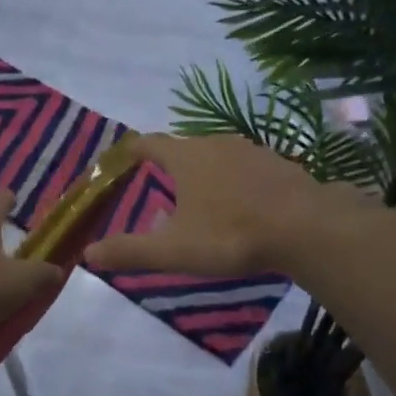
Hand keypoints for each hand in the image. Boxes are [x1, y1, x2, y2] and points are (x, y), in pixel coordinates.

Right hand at [86, 135, 341, 277]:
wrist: (306, 227)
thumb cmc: (230, 235)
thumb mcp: (174, 250)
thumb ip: (130, 251)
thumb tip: (88, 253)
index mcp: (185, 157)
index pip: (148, 143)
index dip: (131, 149)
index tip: (121, 157)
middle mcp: (215, 143)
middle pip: (183, 148)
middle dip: (169, 165)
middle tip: (159, 189)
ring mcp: (251, 150)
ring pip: (216, 156)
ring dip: (203, 173)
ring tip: (199, 200)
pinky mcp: (279, 164)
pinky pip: (245, 168)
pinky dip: (234, 181)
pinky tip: (240, 206)